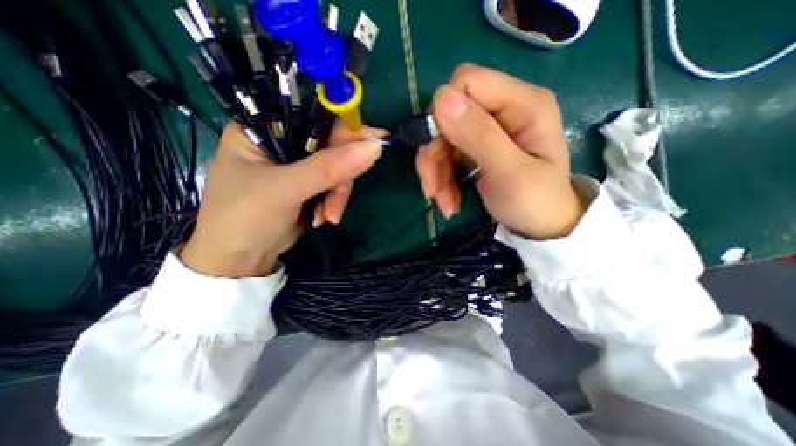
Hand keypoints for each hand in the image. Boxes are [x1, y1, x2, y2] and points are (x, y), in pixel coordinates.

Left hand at [179, 121, 381, 274]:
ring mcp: (298, 166)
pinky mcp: (309, 185)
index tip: (374, 143)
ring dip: (337, 195)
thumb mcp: (285, 189)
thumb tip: (374, 148)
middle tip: (340, 197)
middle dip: (340, 175)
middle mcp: (283, 142)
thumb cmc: (246, 217)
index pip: (314, 117)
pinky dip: (333, 203)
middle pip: (331, 145)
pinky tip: (324, 218)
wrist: (241, 259)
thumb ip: (328, 168)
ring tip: (328, 217)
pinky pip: (334, 186)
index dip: (345, 129)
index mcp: (263, 129)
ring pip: (336, 169)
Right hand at [417, 63, 583, 240]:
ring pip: (442, 138)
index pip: (467, 82)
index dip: (443, 113)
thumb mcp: (511, 174)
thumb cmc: (534, 203)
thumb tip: (441, 98)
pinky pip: (447, 154)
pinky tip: (448, 200)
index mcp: (523, 103)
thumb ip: (480, 135)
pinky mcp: (477, 146)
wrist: (540, 225)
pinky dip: (442, 178)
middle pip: (448, 114)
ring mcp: (489, 128)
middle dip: (435, 153)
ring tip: (444, 203)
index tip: (438, 151)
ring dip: (436, 171)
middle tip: (433, 189)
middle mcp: (504, 108)